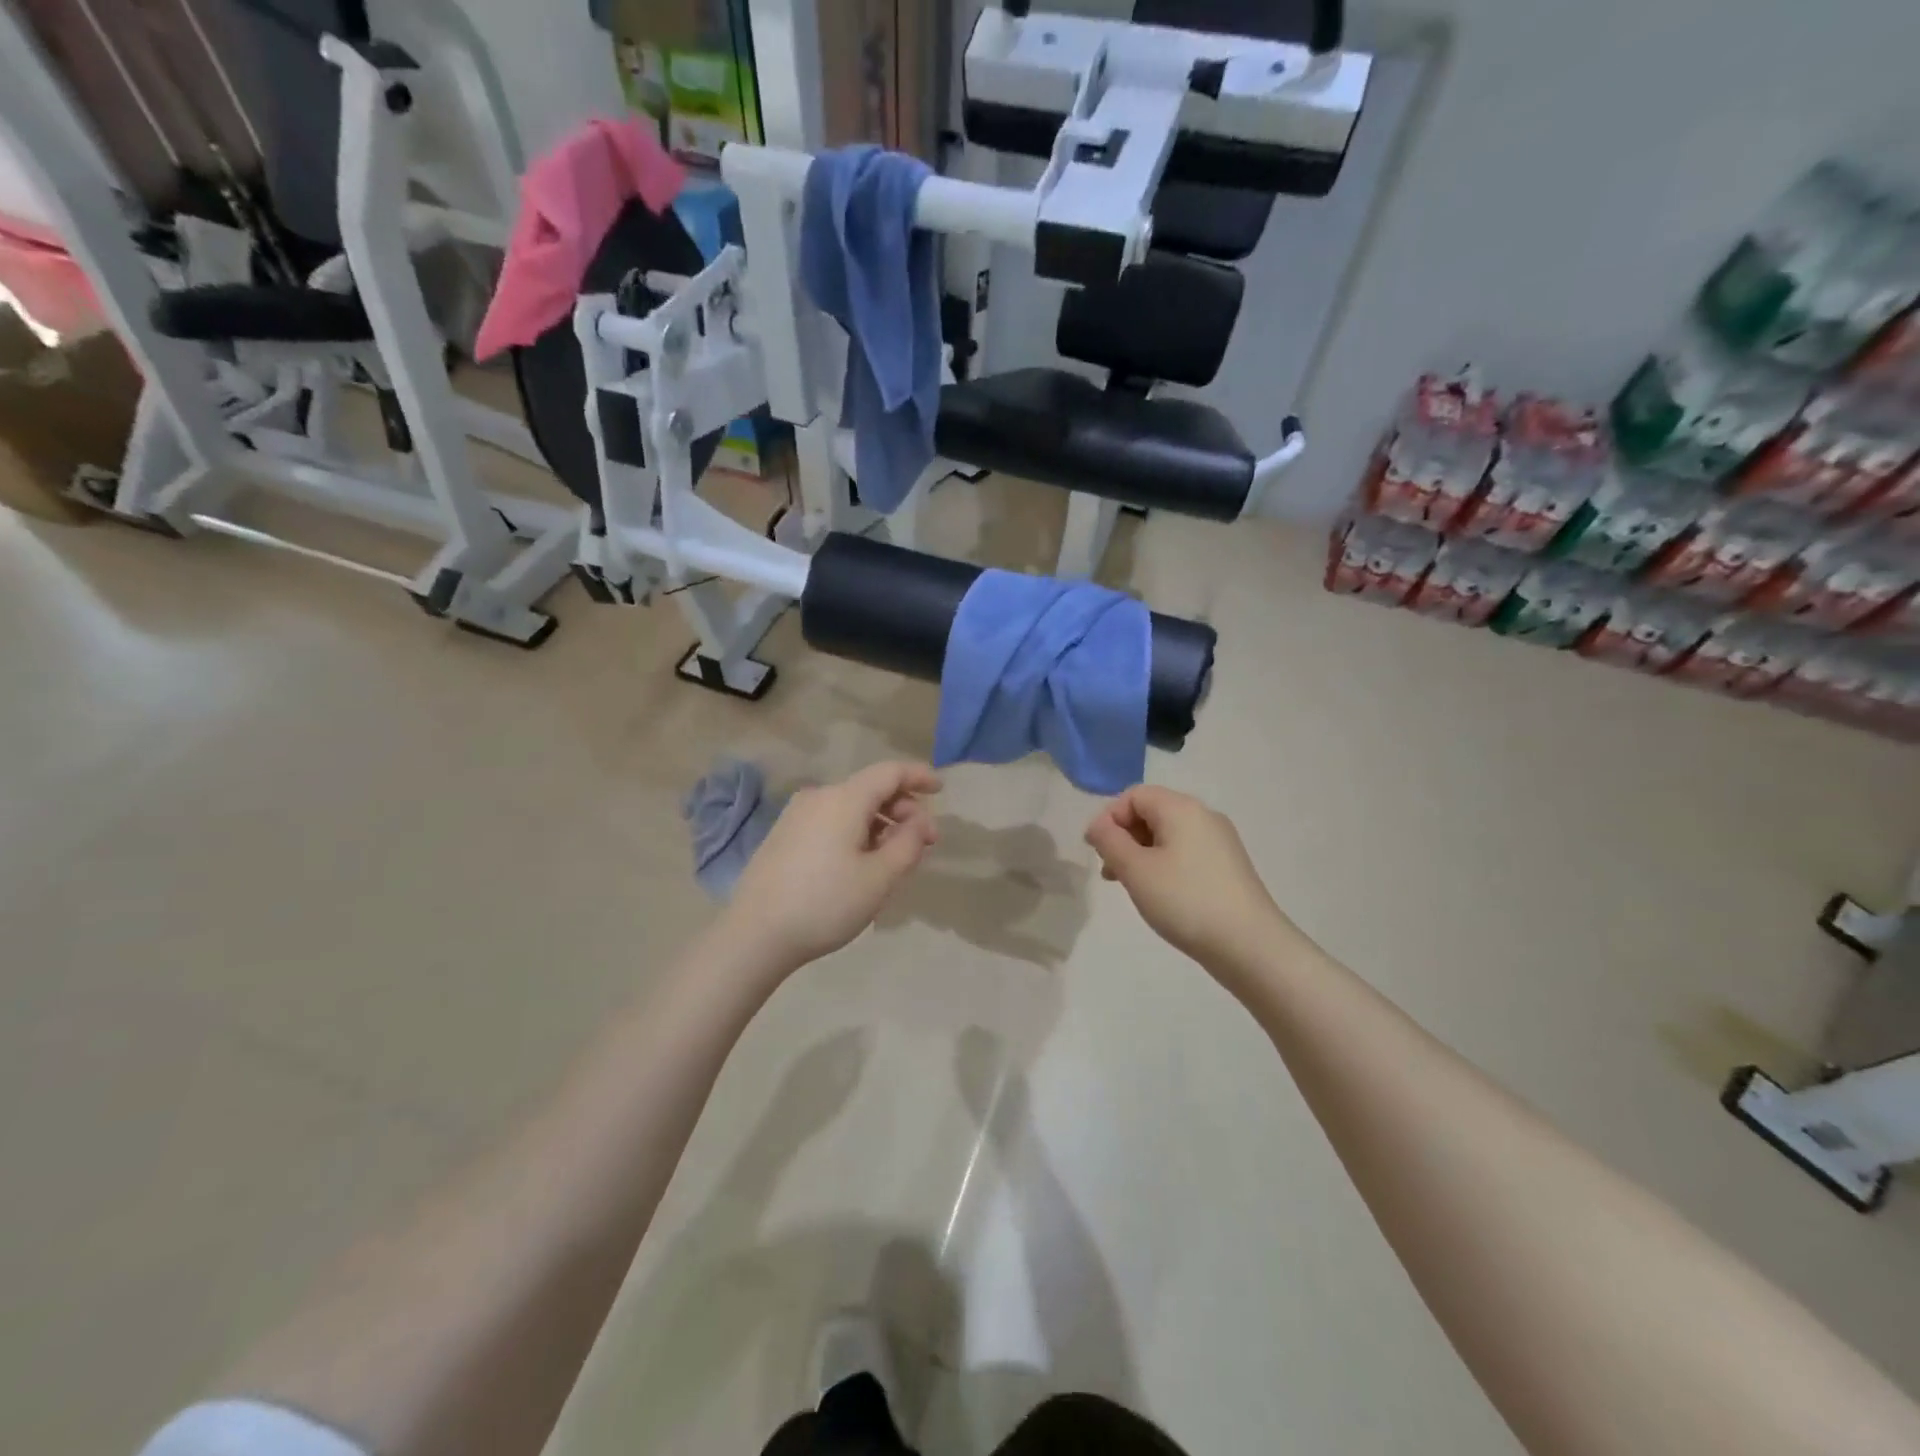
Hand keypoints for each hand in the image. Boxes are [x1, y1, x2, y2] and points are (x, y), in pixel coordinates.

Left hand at [721, 762, 940, 972]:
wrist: (754, 934)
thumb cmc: (825, 903)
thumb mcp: (879, 878)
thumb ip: (908, 844)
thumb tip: (918, 822)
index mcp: (844, 799)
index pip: (889, 772)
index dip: (919, 776)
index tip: (941, 789)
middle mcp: (819, 797)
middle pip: (870, 789)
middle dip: (903, 809)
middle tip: (925, 843)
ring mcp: (797, 816)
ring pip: (851, 808)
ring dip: (880, 824)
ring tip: (896, 858)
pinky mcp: (784, 836)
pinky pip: (831, 822)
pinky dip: (856, 832)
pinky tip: (862, 863)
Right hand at [1084, 785, 1288, 974]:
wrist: (1250, 945)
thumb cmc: (1185, 901)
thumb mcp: (1136, 870)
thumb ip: (1109, 841)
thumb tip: (1098, 825)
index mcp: (1181, 808)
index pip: (1134, 795)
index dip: (1109, 818)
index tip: (1096, 851)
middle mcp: (1203, 816)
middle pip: (1152, 811)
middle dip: (1124, 836)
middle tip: (1110, 871)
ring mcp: (1220, 841)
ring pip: (1167, 834)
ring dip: (1141, 853)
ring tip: (1130, 886)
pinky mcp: (1228, 865)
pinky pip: (1185, 852)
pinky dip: (1163, 864)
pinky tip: (1160, 894)